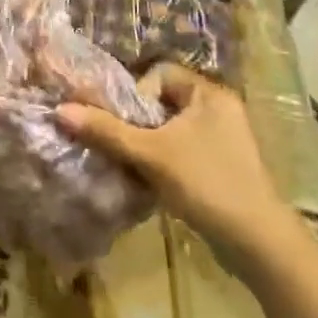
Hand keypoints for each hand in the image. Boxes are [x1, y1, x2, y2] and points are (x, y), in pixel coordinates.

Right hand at [58, 66, 303, 279]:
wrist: (258, 243)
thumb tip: (59, 110)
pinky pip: (179, 150)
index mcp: (209, 94)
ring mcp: (222, 140)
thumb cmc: (206, 183)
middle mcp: (218, 110)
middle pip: (160, 102)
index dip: (133, 92)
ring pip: (167, 129)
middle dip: (134, 120)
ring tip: (125, 160)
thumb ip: (105, 130)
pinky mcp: (220, 166)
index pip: (158, 74)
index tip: (121, 119)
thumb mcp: (150, 154)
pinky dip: (160, 160)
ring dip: (144, 143)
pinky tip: (145, 178)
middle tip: (115, 139)